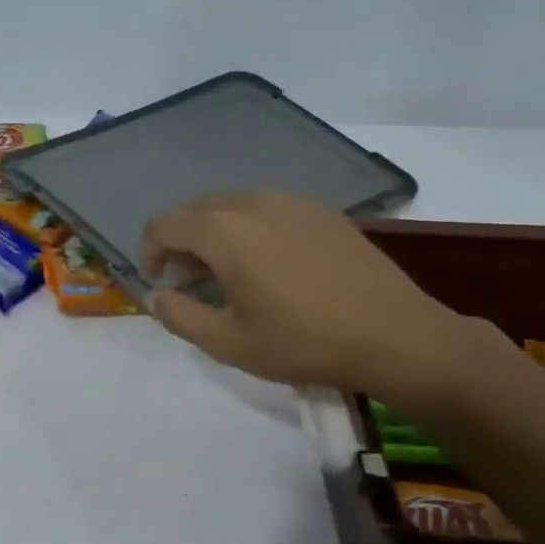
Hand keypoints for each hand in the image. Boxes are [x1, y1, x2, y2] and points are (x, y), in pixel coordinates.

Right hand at [139, 190, 482, 407]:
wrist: (396, 335)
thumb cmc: (304, 342)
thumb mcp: (229, 342)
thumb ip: (180, 316)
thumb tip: (155, 296)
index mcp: (224, 231)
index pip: (163, 224)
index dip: (149, 253)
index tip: (159, 285)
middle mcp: (253, 202)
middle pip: (195, 209)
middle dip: (180, 242)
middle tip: (188, 282)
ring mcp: (291, 201)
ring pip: (231, 205)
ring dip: (213, 233)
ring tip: (227, 274)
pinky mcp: (321, 210)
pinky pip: (266, 208)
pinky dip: (248, 228)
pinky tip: (268, 264)